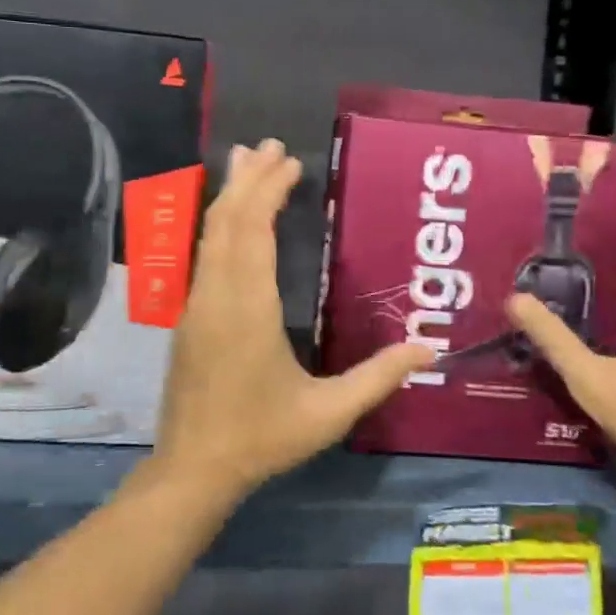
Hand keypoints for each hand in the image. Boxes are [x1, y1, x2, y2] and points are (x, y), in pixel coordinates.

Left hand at [151, 139, 433, 500]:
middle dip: (247, 179)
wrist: (194, 468)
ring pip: (207, 235)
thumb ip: (377, 378)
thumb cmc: (261, 438)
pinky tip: (228, 220)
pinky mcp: (188, 319)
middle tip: (268, 145)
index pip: (251, 231)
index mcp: (247, 308)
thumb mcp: (327, 413)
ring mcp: (195, 306)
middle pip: (226, 221)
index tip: (289, 162)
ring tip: (244, 162)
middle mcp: (215, 296)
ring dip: (228, 196)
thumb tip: (427, 349)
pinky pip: (202, 255)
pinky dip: (218, 225)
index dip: (267, 190)